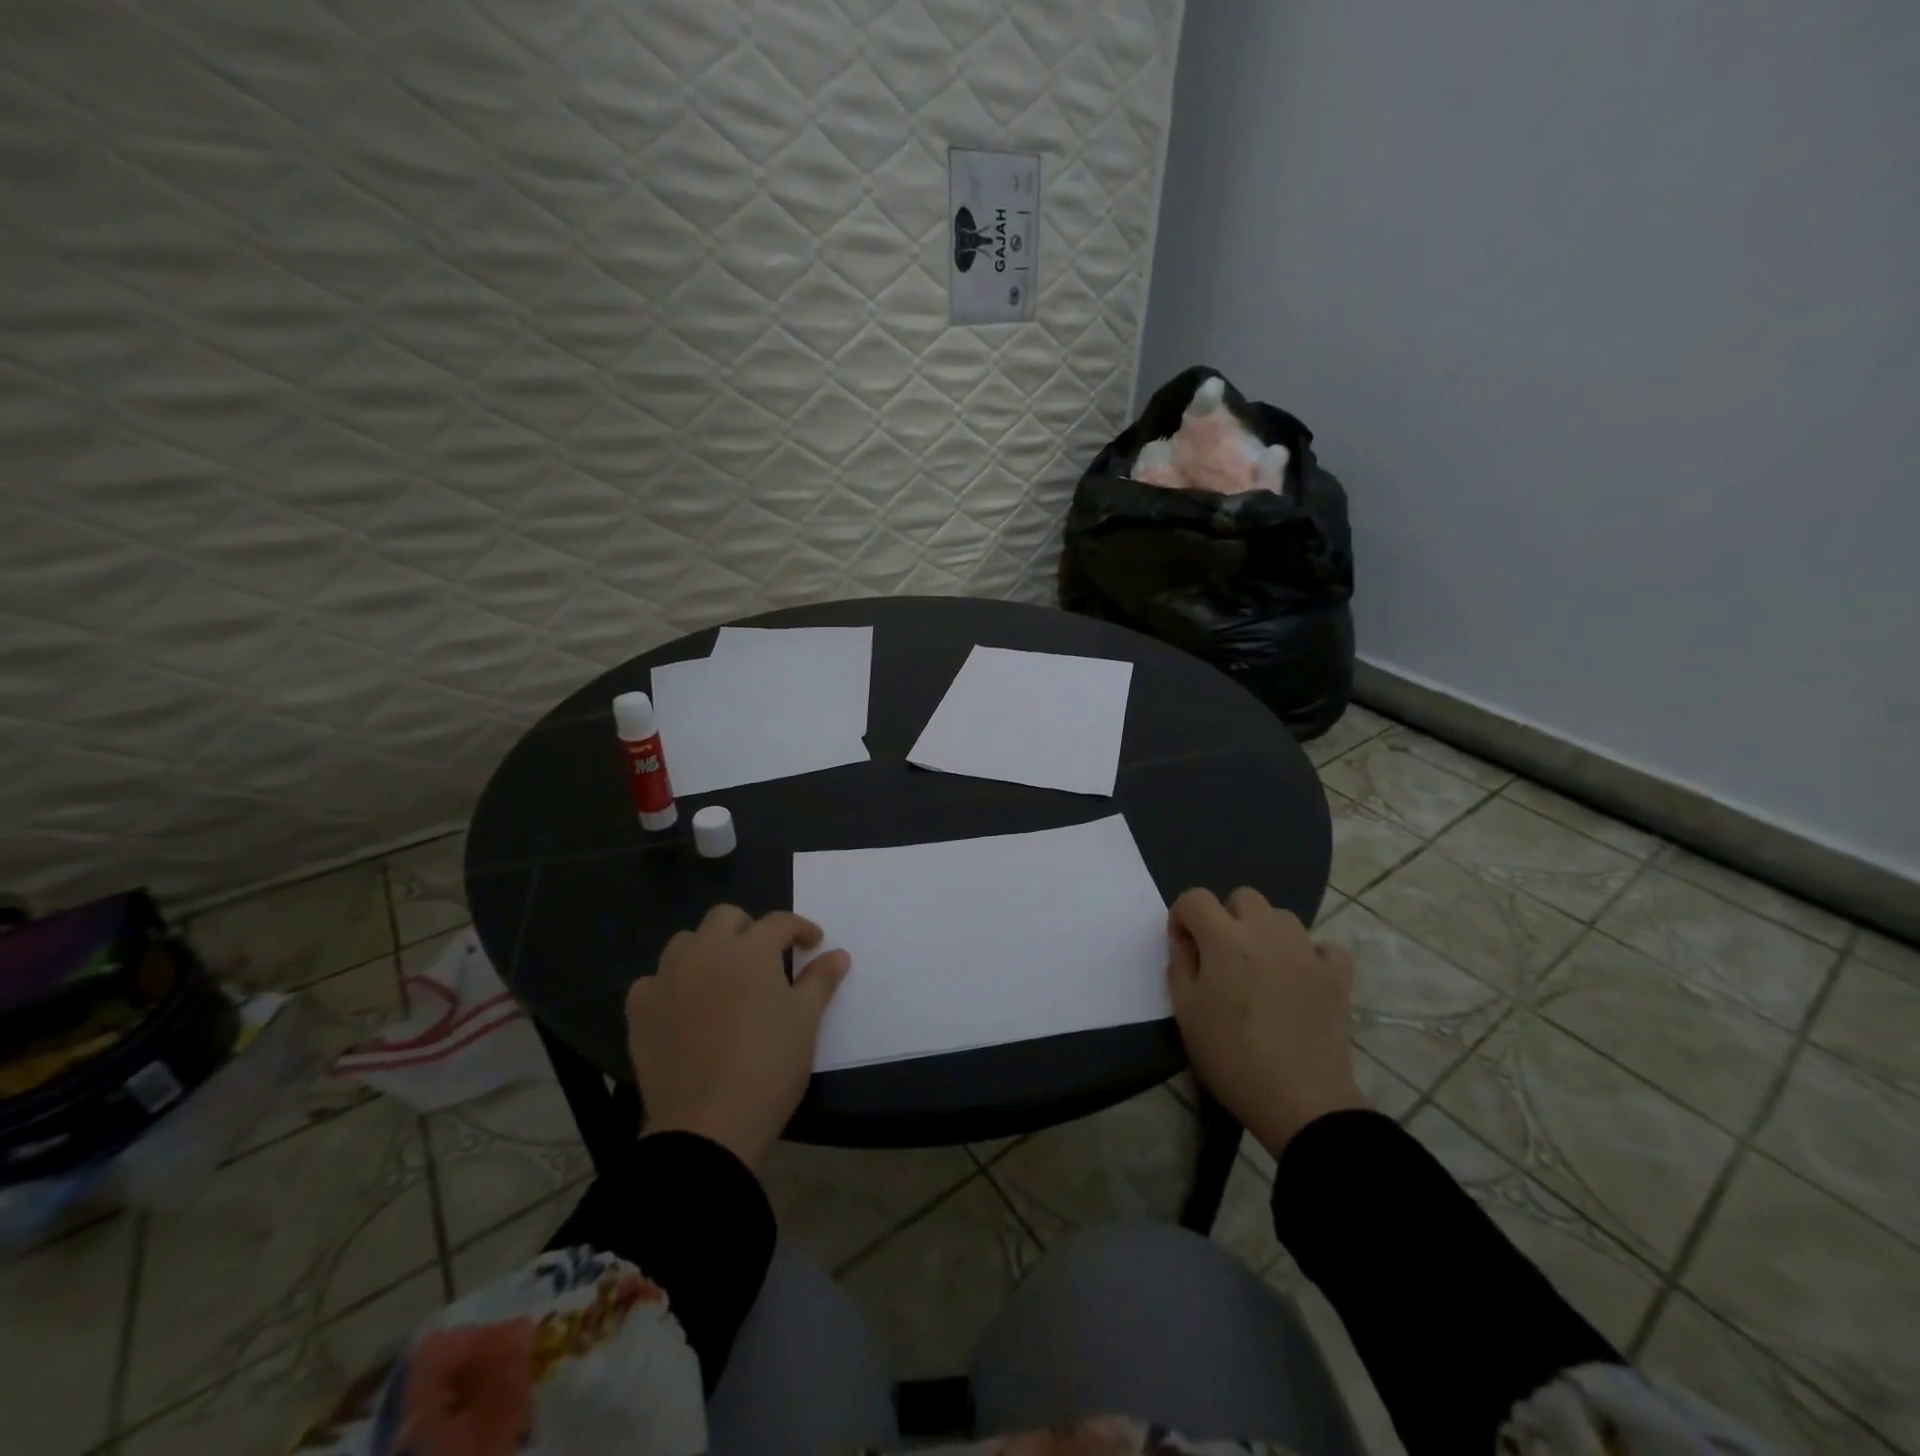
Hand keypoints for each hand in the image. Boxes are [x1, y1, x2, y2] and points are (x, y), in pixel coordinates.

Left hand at [625, 905, 850, 1168]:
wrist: (708, 1126)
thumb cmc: (768, 1067)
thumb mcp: (806, 1021)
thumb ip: (820, 980)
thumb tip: (838, 954)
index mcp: (750, 951)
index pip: (779, 922)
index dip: (800, 929)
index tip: (813, 945)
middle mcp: (705, 952)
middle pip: (726, 917)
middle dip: (749, 929)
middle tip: (766, 959)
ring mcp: (667, 979)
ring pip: (685, 942)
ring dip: (707, 950)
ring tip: (723, 978)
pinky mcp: (640, 1010)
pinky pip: (653, 981)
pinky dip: (671, 985)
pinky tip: (684, 1007)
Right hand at [1167, 887, 1367, 1158]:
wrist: (1300, 1100)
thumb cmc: (1232, 1056)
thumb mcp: (1186, 1013)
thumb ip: (1180, 967)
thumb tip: (1186, 943)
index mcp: (1224, 938)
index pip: (1195, 898)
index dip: (1182, 918)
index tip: (1184, 949)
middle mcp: (1265, 931)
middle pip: (1242, 897)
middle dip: (1226, 917)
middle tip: (1223, 958)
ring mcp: (1306, 950)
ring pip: (1281, 917)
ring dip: (1266, 932)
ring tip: (1261, 970)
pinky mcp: (1336, 974)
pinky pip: (1322, 947)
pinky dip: (1310, 955)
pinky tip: (1301, 979)